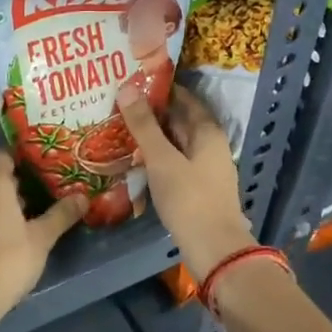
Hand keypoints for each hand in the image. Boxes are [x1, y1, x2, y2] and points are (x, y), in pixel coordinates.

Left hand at [0, 153, 86, 320]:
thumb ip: (61, 214)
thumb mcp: (42, 237)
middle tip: (48, 188)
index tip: (44, 161)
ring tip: (36, 211)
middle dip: (20, 183)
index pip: (4, 156)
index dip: (23, 156)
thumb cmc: (9, 258)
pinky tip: (15, 233)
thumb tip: (82, 197)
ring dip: (8, 203)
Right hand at [117, 84, 256, 277]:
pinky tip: (136, 159)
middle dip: (151, 112)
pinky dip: (157, 156)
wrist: (214, 250)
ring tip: (119, 128)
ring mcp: (205, 168)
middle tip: (118, 104)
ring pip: (176, 142)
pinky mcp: (198, 188)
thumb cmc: (189, 199)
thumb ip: (144, 125)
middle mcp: (210, 145)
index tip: (131, 82)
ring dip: (152, 136)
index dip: (159, 89)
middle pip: (180, 120)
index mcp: (208, 132)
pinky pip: (175, 161)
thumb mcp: (162, 159)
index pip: (183, 98)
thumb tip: (126, 88)